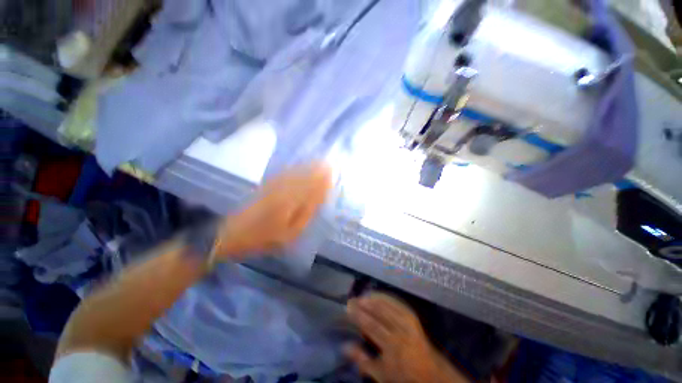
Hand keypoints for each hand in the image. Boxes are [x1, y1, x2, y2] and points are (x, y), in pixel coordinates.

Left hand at [215, 163, 331, 258]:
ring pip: (294, 174)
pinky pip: (283, 175)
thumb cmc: (264, 238)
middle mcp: (283, 190)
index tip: (332, 174)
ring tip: (318, 162)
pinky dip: (293, 170)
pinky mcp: (265, 187)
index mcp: (290, 202)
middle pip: (304, 178)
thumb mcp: (289, 233)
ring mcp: (273, 187)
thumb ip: (305, 215)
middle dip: (317, 171)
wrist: (232, 234)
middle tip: (329, 164)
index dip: (322, 181)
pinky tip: (298, 166)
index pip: (311, 188)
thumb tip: (318, 199)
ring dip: (307, 167)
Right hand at [346, 293, 468, 382]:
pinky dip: (386, 298)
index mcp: (392, 347)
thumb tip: (344, 346)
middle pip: (380, 313)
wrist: (429, 373)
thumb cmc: (402, 375)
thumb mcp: (380, 374)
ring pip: (388, 305)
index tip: (348, 308)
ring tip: (362, 295)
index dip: (359, 316)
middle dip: (364, 304)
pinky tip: (378, 295)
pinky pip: (397, 303)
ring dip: (374, 299)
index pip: (372, 326)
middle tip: (352, 299)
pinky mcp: (412, 317)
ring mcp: (408, 322)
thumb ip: (362, 360)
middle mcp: (401, 331)